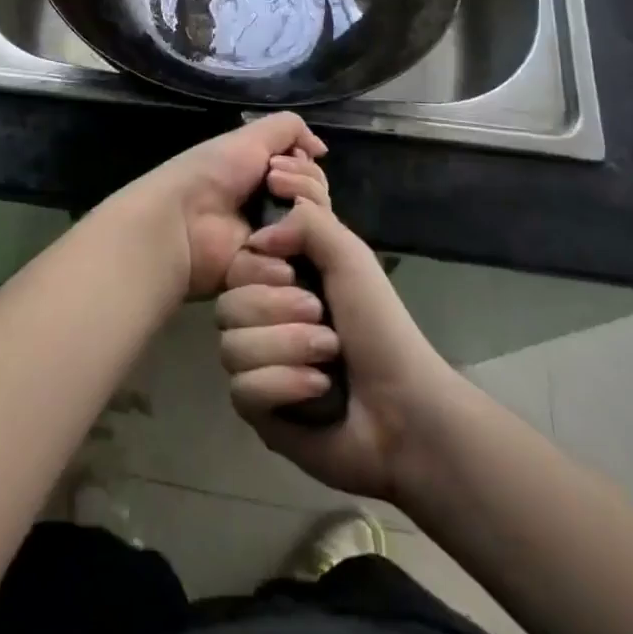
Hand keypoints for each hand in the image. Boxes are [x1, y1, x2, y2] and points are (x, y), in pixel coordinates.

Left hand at [111, 113, 328, 299]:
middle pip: (319, 206)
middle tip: (274, 188)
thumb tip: (321, 148)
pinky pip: (296, 271)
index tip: (280, 167)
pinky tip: (264, 248)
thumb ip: (288, 129)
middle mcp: (276, 212)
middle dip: (304, 191)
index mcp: (270, 181)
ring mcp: (274, 248)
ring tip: (271, 220)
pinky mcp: (267, 280)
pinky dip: (284, 256)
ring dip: (298, 222)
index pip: (313, 179)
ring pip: (315, 237)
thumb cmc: (212, 173)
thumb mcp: (250, 137)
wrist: (182, 220)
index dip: (307, 171)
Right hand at [217, 198, 456, 503]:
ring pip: (231, 349)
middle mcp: (261, 320)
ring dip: (287, 348)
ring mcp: (256, 367)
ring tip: (328, 357)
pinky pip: (243, 391)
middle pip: (227, 307)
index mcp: (278, 282)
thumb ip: (306, 222)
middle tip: (321, 317)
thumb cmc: (379, 325)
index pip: (234, 266)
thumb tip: (256, 240)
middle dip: (278, 311)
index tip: (291, 273)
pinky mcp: (259, 411)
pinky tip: (318, 389)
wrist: (405, 406)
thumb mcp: (350, 255)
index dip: (258, 269)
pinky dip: (285, 385)